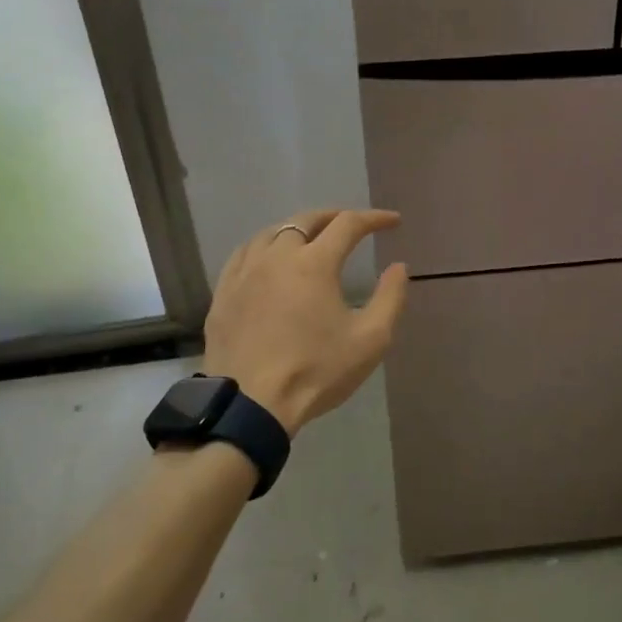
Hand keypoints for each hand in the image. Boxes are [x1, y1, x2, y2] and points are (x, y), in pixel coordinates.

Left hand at [202, 209, 409, 435]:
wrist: (251, 405)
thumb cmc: (317, 371)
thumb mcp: (370, 340)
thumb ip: (390, 298)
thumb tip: (398, 267)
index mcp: (314, 263)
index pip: (348, 224)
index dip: (374, 219)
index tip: (392, 222)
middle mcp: (277, 256)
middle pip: (306, 220)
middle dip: (334, 216)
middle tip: (352, 224)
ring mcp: (244, 273)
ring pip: (271, 233)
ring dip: (297, 229)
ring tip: (311, 238)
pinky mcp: (223, 293)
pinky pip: (244, 254)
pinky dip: (264, 247)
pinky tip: (268, 258)